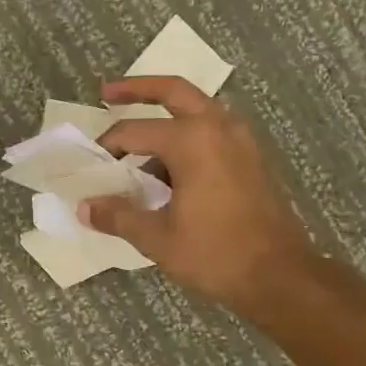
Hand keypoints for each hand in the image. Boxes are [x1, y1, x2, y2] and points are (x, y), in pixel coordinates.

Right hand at [86, 77, 318, 315]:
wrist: (280, 277)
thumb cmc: (216, 253)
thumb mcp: (157, 238)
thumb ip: (118, 216)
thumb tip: (84, 208)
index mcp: (192, 140)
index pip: (134, 131)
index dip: (107, 146)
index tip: (91, 165)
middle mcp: (218, 127)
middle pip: (173, 91)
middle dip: (138, 89)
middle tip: (108, 93)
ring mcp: (240, 141)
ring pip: (196, 110)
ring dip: (165, 115)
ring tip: (137, 141)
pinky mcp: (250, 159)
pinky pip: (211, 132)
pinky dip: (186, 137)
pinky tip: (167, 169)